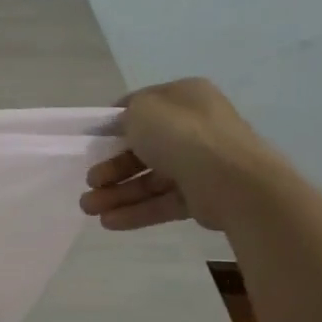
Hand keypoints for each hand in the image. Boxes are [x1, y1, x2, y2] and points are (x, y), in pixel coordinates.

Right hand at [80, 77, 289, 233]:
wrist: (232, 180)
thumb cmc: (182, 135)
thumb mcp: (143, 110)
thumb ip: (127, 114)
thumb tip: (125, 127)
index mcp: (185, 98)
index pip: (144, 109)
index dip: (115, 125)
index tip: (93, 142)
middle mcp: (195, 128)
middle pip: (144, 150)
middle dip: (112, 168)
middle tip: (89, 183)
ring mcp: (201, 164)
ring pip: (151, 179)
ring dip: (118, 194)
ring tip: (89, 209)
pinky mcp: (203, 196)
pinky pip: (164, 202)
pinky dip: (137, 211)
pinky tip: (109, 222)